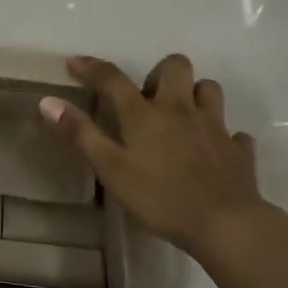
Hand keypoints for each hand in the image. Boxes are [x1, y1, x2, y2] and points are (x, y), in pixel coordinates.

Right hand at [39, 53, 268, 263]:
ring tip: (182, 116)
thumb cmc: (161, 197)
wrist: (227, 225)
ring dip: (195, 95)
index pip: (112, 78)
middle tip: (149, 97)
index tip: (76, 63)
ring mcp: (214, 128)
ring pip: (209, 90)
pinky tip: (216, 151)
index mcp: (145, 114)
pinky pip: (235, 134)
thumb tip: (48, 101)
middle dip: (161, 72)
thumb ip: (81, 134)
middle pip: (176, 66)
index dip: (92, 67)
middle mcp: (180, 109)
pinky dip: (224, 138)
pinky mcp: (239, 151)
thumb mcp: (111, 169)